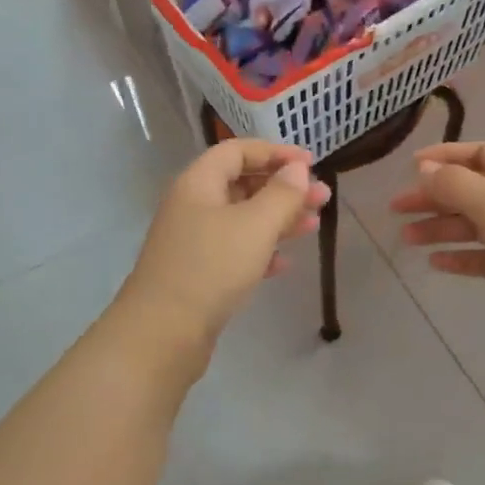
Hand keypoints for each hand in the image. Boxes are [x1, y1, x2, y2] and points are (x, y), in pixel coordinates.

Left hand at [120, 140, 331, 345]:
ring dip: (278, 219)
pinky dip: (260, 251)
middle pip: (241, 184)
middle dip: (283, 188)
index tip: (310, 163)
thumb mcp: (254, 225)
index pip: (237, 151)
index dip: (274, 152)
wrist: (162, 333)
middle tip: (322, 198)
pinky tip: (284, 264)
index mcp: (198, 183)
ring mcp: (192, 241)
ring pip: (241, 219)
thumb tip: (296, 169)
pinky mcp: (197, 273)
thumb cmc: (211, 267)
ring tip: (313, 226)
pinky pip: (234, 251)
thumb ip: (281, 194)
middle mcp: (192, 206)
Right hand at [390, 141, 484, 354]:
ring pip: (475, 225)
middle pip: (472, 190)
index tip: (411, 166)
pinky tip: (435, 263)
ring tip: (407, 238)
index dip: (446, 157)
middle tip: (397, 208)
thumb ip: (455, 185)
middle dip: (434, 197)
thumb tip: (425, 168)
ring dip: (441, 228)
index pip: (481, 154)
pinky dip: (461, 256)